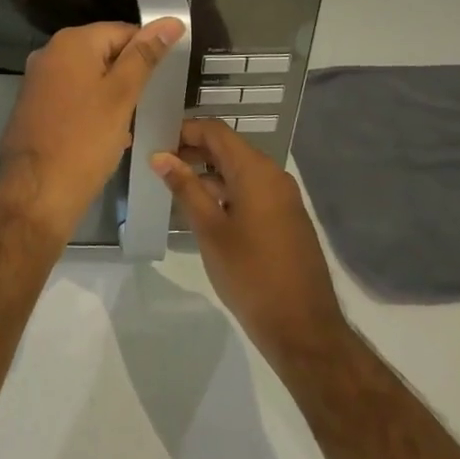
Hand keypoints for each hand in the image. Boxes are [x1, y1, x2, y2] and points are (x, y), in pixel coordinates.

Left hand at [0, 18, 184, 244]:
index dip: (147, 52)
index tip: (164, 79)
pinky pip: (73, 97)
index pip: (122, 31)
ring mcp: (39, 81)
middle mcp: (49, 54)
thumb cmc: (84, 141)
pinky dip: (92, 111)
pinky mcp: (35, 106)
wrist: (36, 193)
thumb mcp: (122, 96)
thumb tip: (170, 21)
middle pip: (103, 53)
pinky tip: (108, 136)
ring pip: (89, 78)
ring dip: (112, 97)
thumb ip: (145, 56)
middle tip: (149, 104)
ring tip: (132, 123)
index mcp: (71, 43)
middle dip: (128, 77)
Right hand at [150, 119, 343, 364]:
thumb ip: (185, 188)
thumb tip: (160, 156)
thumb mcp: (210, 230)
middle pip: (229, 148)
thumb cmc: (250, 274)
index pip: (216, 131)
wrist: (302, 327)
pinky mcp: (286, 218)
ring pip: (240, 171)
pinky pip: (251, 190)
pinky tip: (203, 210)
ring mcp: (283, 198)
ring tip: (175, 187)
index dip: (185, 130)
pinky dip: (226, 190)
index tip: (156, 142)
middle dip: (194, 150)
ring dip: (208, 172)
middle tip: (159, 164)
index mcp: (256, 172)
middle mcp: (273, 176)